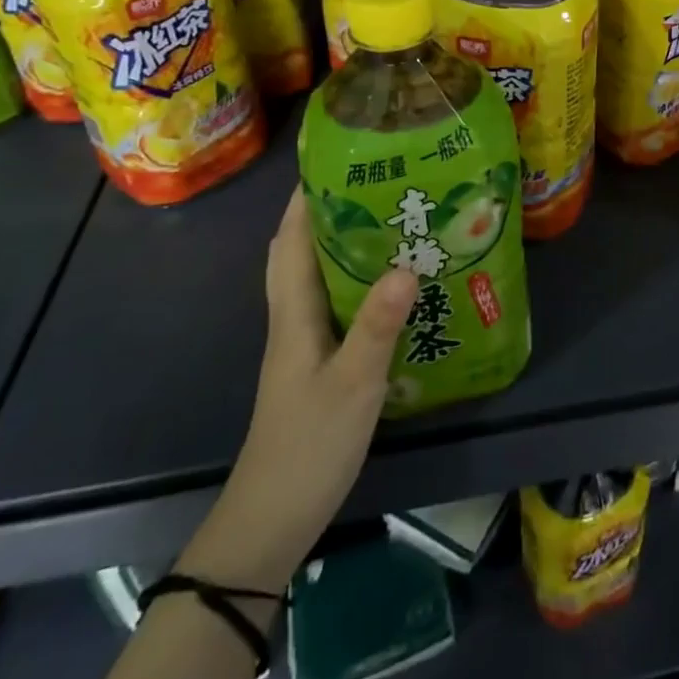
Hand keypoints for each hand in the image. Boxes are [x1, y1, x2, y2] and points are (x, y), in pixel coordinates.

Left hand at [176, 190, 416, 593]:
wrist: (272, 519)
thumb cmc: (308, 445)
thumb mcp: (352, 383)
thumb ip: (377, 326)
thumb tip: (406, 265)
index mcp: (294, 313)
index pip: (290, 241)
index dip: (305, 199)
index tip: (335, 159)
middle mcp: (294, 319)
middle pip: (302, 252)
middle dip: (330, 212)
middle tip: (378, 184)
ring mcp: (305, 343)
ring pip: (321, 278)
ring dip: (346, 245)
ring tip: (394, 221)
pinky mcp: (319, 363)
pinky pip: (338, 305)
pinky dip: (359, 282)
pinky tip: (395, 286)